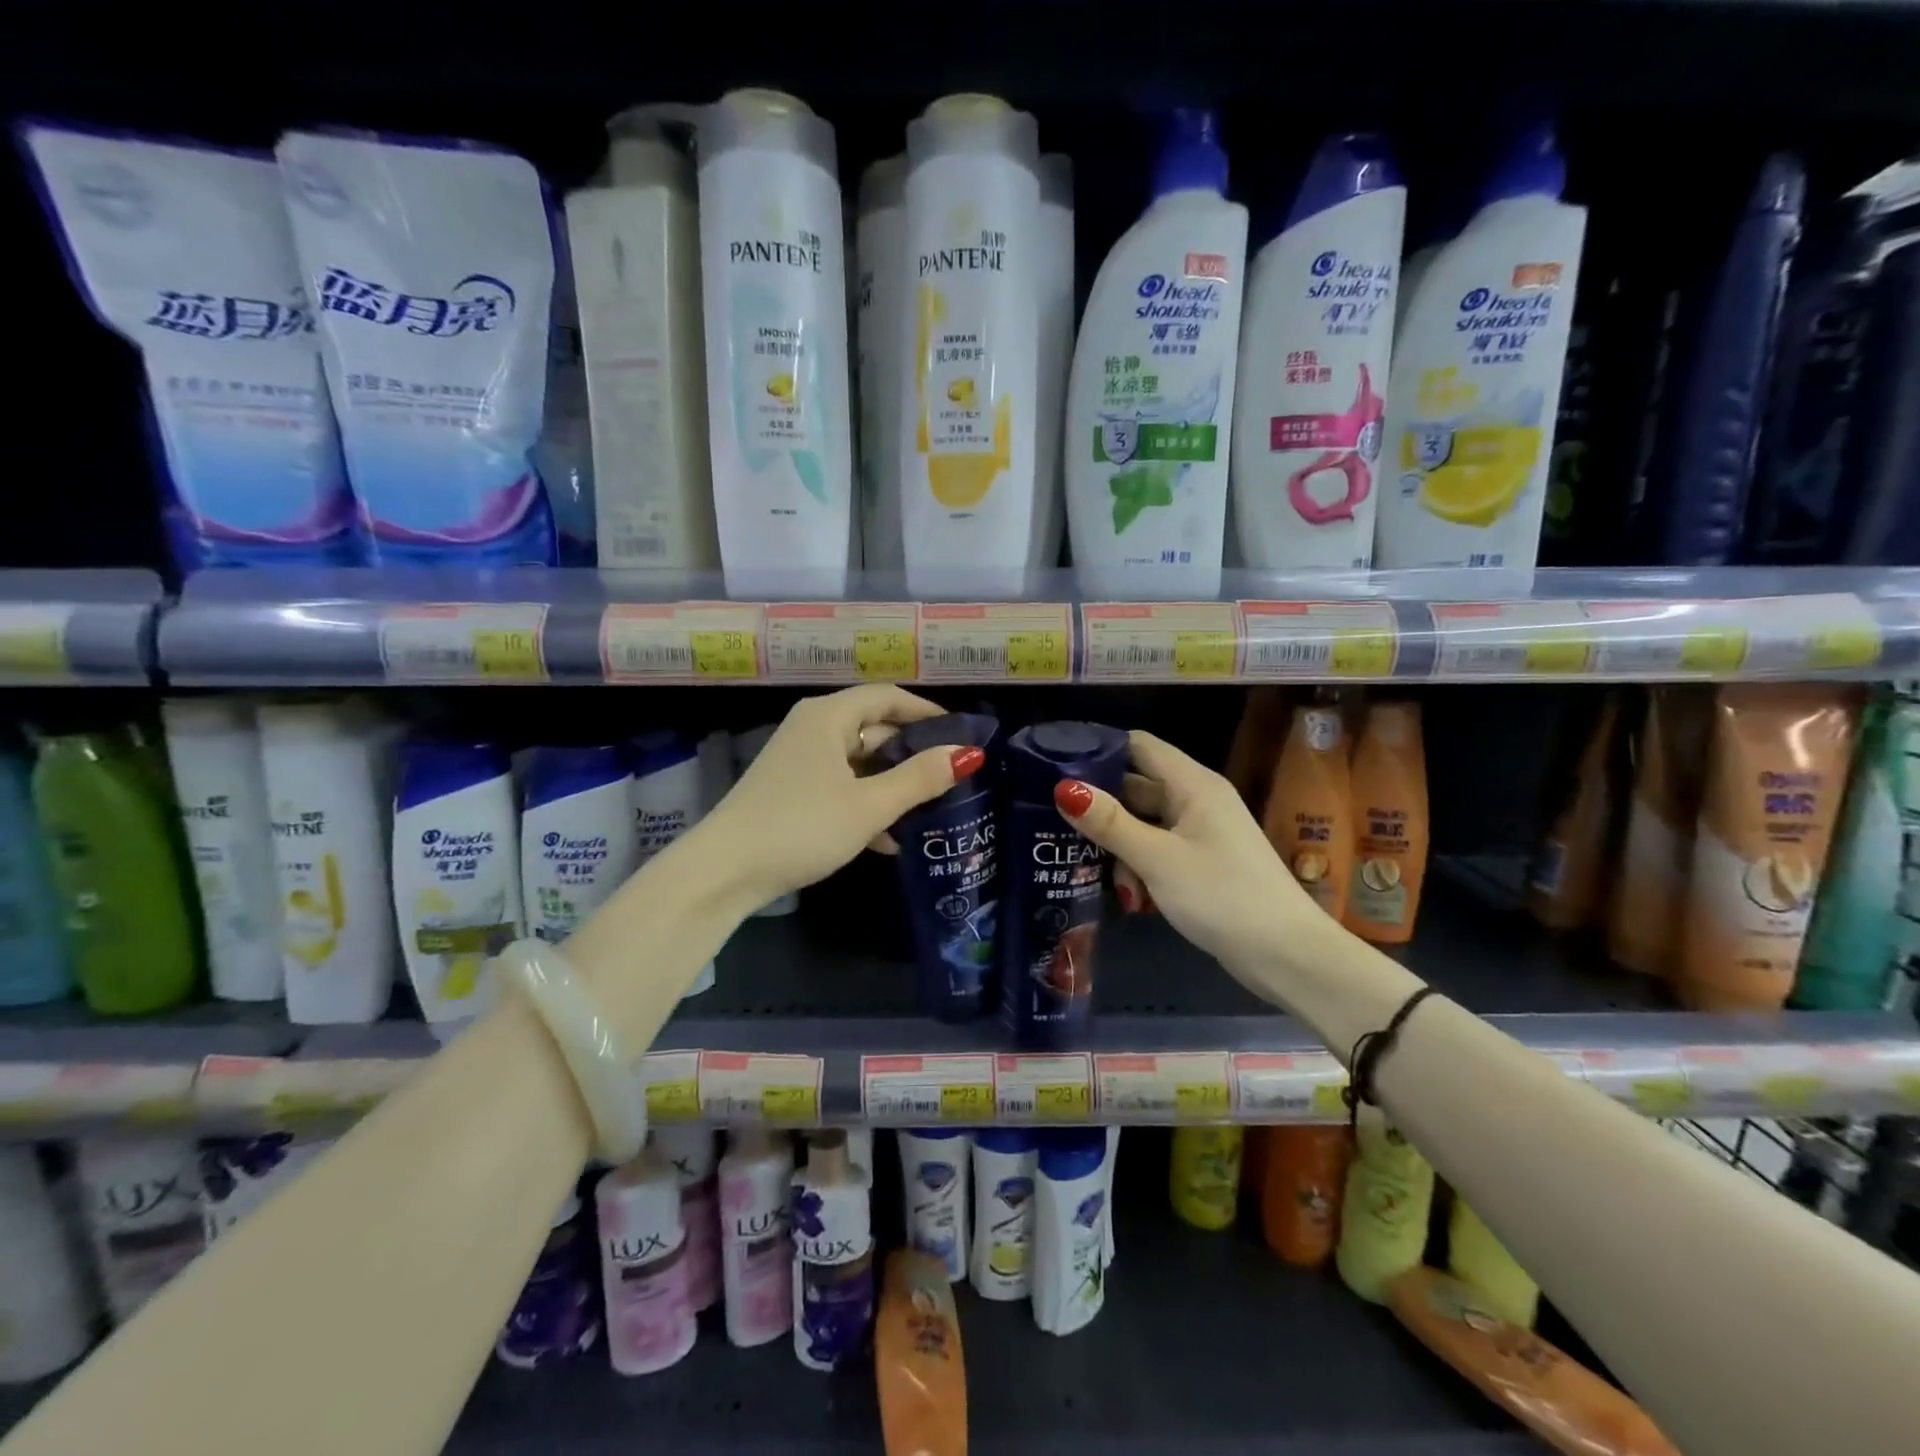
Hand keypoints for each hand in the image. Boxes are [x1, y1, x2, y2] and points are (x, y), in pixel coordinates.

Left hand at [700, 686, 985, 909]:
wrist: (724, 871)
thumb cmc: (802, 826)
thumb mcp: (869, 805)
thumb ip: (920, 778)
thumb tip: (968, 754)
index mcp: (829, 717)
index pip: (887, 697)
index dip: (926, 711)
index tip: (960, 732)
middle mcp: (812, 728)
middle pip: (873, 728)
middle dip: (911, 753)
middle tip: (950, 776)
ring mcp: (798, 760)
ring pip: (858, 762)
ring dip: (890, 784)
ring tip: (927, 811)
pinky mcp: (790, 790)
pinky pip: (839, 785)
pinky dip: (864, 803)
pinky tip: (887, 840)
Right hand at [1054, 730, 1313, 976]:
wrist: (1286, 955)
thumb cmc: (1220, 896)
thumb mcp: (1156, 859)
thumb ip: (1109, 823)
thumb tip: (1064, 787)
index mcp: (1193, 784)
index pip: (1139, 746)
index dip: (1099, 749)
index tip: (1055, 765)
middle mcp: (1198, 799)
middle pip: (1138, 785)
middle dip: (1101, 805)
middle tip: (1055, 821)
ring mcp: (1203, 832)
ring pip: (1146, 822)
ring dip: (1120, 843)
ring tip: (1093, 870)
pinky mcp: (1204, 862)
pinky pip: (1160, 848)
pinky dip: (1140, 863)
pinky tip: (1128, 893)